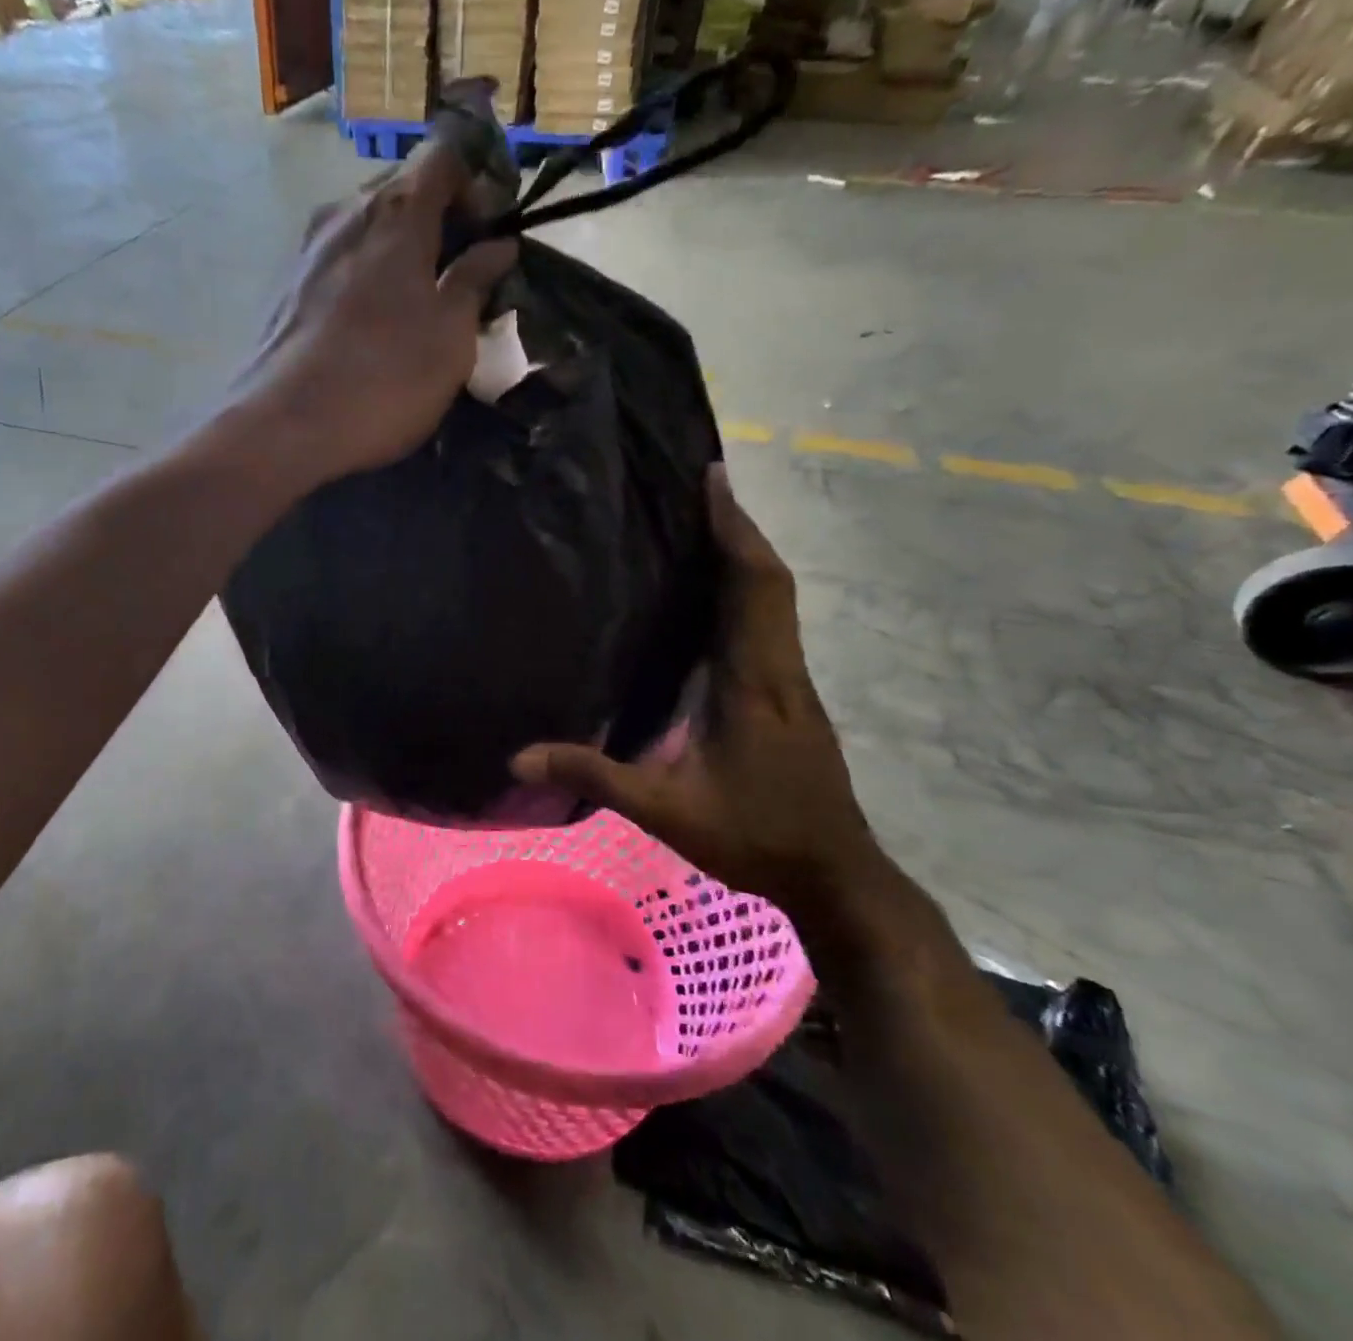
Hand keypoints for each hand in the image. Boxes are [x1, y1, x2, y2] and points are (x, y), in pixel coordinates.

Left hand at [237, 139, 517, 481]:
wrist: (284, 426)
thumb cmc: (384, 380)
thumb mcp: (450, 338)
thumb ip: (474, 282)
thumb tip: (498, 246)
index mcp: (396, 212)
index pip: (444, 154)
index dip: (477, 180)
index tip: (491, 228)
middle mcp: (346, 212)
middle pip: (402, 189)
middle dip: (439, 218)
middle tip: (461, 272)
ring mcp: (308, 247)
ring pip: (367, 226)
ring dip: (399, 250)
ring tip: (418, 302)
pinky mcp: (286, 285)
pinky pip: (339, 259)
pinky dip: (366, 273)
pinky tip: (373, 322)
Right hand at [512, 464, 882, 913]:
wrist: (833, 874)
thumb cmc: (753, 835)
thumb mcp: (664, 809)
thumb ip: (594, 776)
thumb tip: (518, 756)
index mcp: (755, 682)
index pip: (753, 587)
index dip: (734, 530)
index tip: (714, 479)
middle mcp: (781, 668)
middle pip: (769, 580)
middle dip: (737, 527)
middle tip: (700, 485)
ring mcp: (792, 681)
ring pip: (775, 599)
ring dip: (744, 555)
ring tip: (702, 523)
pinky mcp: (792, 695)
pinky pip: (771, 622)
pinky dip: (747, 589)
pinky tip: (714, 593)